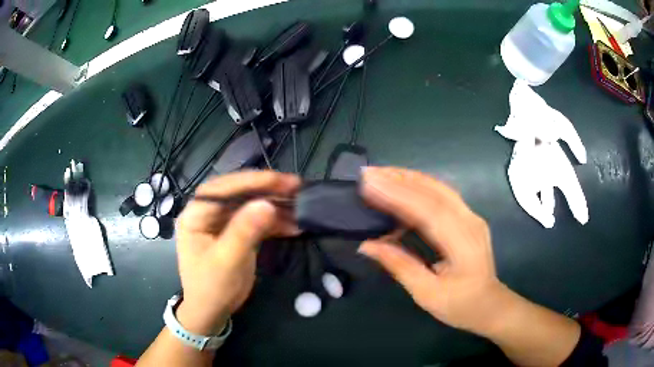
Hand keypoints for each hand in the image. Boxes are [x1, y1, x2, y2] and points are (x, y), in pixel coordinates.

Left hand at [174, 171, 300, 334]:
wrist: (212, 311)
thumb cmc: (212, 288)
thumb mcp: (227, 261)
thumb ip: (244, 232)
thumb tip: (267, 204)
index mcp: (196, 214)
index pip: (223, 188)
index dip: (252, 181)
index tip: (281, 180)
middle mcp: (208, 212)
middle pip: (239, 192)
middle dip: (268, 189)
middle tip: (296, 187)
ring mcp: (223, 222)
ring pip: (251, 205)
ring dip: (276, 205)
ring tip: (301, 206)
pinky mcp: (237, 232)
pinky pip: (257, 220)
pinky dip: (276, 222)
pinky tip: (295, 225)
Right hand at [358, 167, 508, 335]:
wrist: (489, 305)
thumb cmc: (460, 305)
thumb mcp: (427, 293)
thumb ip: (399, 265)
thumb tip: (367, 245)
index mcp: (463, 244)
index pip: (429, 211)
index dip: (399, 195)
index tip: (370, 185)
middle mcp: (470, 222)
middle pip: (435, 191)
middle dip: (400, 179)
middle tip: (369, 173)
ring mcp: (471, 216)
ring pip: (439, 188)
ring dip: (409, 178)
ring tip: (381, 174)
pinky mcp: (468, 217)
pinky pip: (442, 194)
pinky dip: (419, 186)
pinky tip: (402, 185)